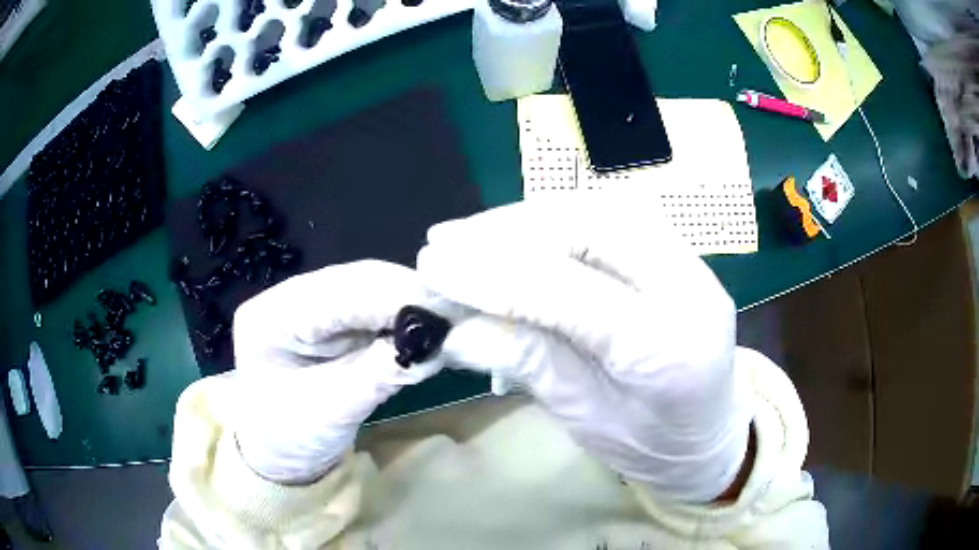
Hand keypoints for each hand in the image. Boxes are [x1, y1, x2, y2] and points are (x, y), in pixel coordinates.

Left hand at [231, 260, 443, 483]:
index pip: (337, 293)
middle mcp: (289, 297)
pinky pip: (375, 306)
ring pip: (371, 287)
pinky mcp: (333, 317)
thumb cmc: (291, 438)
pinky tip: (429, 326)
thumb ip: (375, 376)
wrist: (279, 452)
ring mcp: (312, 303)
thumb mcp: (330, 413)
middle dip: (409, 295)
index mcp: (271, 317)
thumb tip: (429, 347)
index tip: (444, 311)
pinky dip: (405, 316)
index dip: (392, 297)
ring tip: (450, 320)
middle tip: (457, 314)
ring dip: (412, 302)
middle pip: (357, 280)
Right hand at [418, 198, 753, 501]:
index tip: (432, 267)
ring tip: (467, 235)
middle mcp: (688, 287)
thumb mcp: (586, 421)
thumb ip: (529, 364)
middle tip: (443, 242)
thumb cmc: (652, 447)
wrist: (712, 436)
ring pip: (599, 210)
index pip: (571, 294)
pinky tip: (515, 234)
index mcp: (668, 348)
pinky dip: (554, 220)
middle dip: (506, 230)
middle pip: (591, 228)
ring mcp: (689, 262)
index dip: (493, 276)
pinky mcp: (677, 253)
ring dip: (526, 218)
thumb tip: (455, 328)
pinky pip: (610, 219)